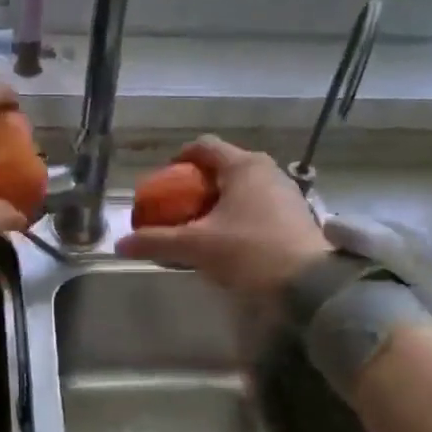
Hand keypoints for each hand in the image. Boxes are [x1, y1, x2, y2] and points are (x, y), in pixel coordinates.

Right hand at [116, 136, 328, 295]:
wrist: (310, 285)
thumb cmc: (250, 252)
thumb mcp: (197, 247)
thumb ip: (158, 241)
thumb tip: (121, 244)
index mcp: (243, 166)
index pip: (203, 147)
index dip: (179, 158)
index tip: (165, 179)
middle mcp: (267, 171)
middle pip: (223, 167)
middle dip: (197, 185)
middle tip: (179, 208)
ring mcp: (286, 192)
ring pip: (242, 188)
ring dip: (219, 202)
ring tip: (202, 228)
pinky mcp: (296, 216)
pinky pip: (258, 205)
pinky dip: (239, 215)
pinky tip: (230, 242)